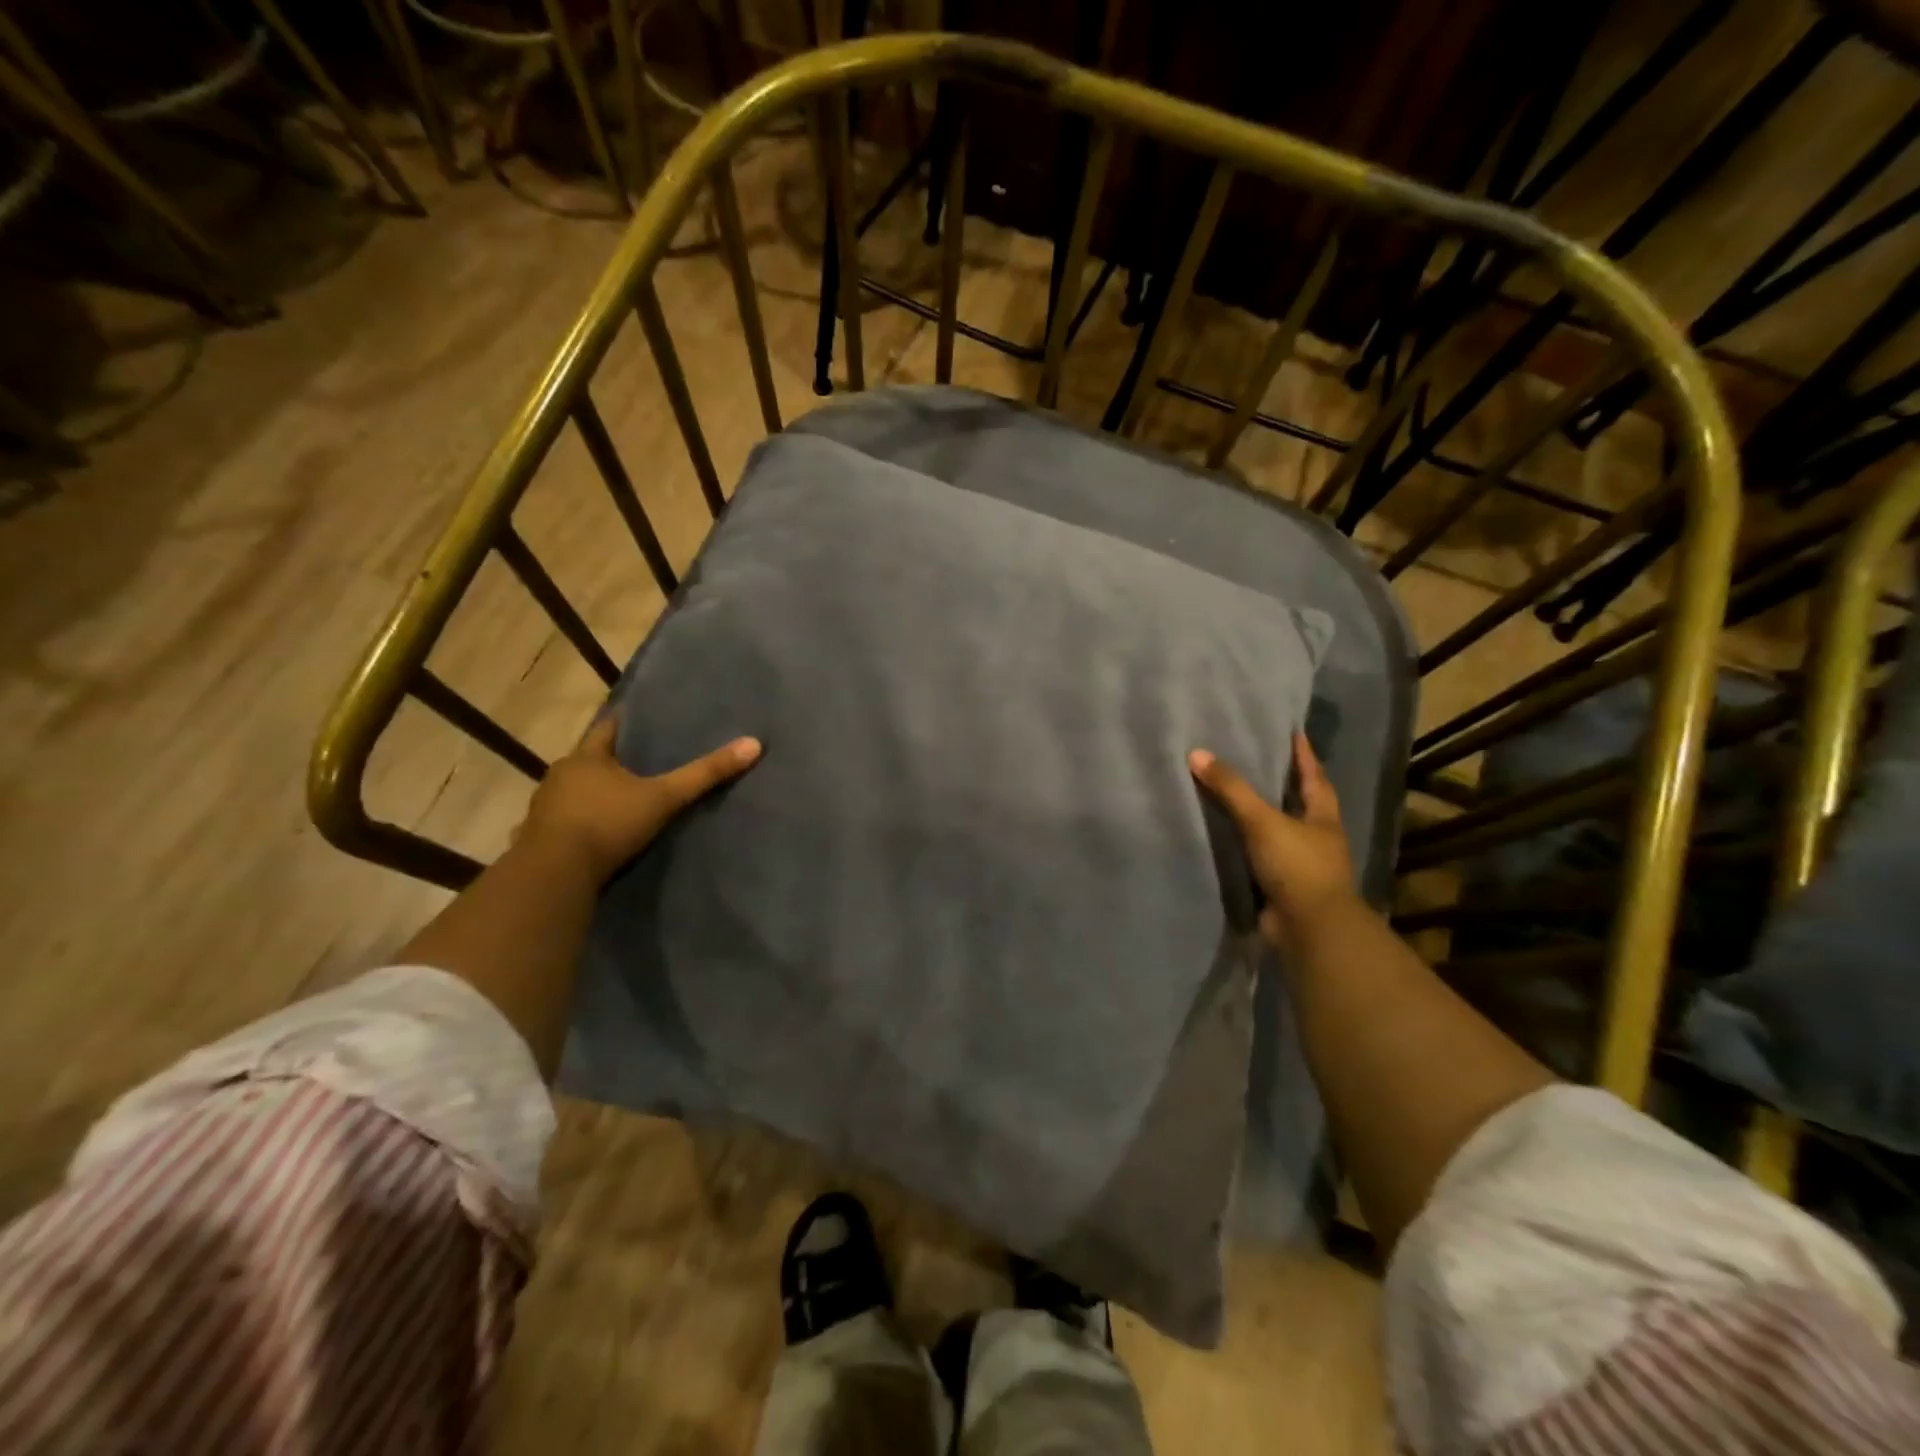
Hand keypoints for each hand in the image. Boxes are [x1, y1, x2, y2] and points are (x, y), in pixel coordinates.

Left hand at [521, 717, 761, 881]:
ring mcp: (544, 808)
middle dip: (610, 761)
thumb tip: (753, 744)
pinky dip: (574, 825)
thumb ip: (704, 774)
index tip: (642, 718)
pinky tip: (587, 834)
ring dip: (590, 793)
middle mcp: (560, 775)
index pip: (607, 728)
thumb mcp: (664, 798)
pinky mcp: (536, 839)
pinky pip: (559, 824)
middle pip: (588, 760)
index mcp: (586, 758)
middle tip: (638, 762)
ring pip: (572, 792)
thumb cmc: (608, 823)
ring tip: (617, 798)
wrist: (555, 874)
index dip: (625, 722)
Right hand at [1189, 732, 1354, 946]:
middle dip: (1283, 786)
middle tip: (1258, 760)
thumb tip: (1196, 754)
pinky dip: (1246, 848)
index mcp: (1322, 818)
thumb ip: (1231, 789)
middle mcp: (1316, 839)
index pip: (1314, 777)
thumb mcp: (1262, 821)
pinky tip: (1226, 840)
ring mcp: (1300, 866)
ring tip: (1233, 797)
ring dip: (1262, 818)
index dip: (1304, 755)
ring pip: (1279, 832)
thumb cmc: (1296, 866)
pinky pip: (1260, 859)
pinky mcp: (1282, 888)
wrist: (1308, 929)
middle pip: (1300, 804)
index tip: (1294, 732)